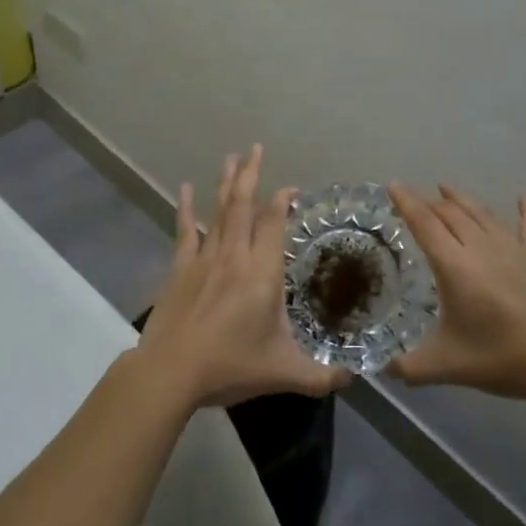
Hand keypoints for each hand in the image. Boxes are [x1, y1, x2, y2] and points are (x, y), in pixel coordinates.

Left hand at [136, 145, 352, 407]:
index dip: (282, 201)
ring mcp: (204, 259)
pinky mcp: (180, 268)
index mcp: (262, 274)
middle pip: (244, 205)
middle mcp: (234, 256)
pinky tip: (184, 189)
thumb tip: (354, 377)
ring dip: (226, 183)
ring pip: (218, 211)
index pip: (274, 223)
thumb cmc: (229, 367)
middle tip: (255, 148)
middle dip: (251, 175)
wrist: (170, 372)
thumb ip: (321, 376)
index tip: (291, 189)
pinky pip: (185, 230)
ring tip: (232, 158)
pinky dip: (185, 208)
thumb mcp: (284, 373)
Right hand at [389, 183, 525, 402]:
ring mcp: (513, 247)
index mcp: (454, 266)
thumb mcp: (447, 366)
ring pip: (482, 213)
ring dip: (462, 199)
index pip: (424, 224)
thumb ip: (410, 367)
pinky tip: (524, 195)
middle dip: (430, 203)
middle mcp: (481, 246)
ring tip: (447, 189)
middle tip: (416, 200)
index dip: (407, 203)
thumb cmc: (501, 358)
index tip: (394, 185)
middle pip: (450, 214)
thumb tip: (383, 372)